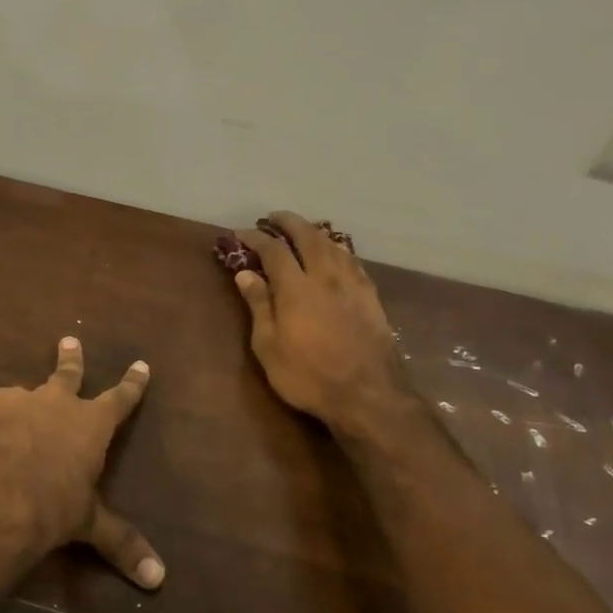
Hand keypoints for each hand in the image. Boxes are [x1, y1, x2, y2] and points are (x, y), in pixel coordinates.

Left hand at [0, 337, 163, 588]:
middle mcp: (50, 405)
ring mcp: (8, 411)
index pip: (119, 399)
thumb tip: (159, 579)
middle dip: (69, 359)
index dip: (132, 384)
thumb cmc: (57, 505)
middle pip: (64, 376)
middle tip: (68, 339)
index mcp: (88, 423)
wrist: (1, 502)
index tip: (141, 364)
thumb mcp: (93, 525)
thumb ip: (123, 545)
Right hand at [231, 211, 414, 436]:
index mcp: (296, 288)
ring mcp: (352, 285)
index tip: (241, 233)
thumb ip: (259, 306)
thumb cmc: (309, 376)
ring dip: (315, 232)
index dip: (256, 237)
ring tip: (303, 230)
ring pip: (334, 245)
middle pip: (308, 236)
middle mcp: (325, 277)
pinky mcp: (371, 297)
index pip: (273, 250)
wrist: (369, 395)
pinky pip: (353, 261)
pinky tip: (336, 254)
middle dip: (289, 222)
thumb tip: (245, 273)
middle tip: (274, 217)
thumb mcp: (269, 347)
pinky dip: (338, 249)